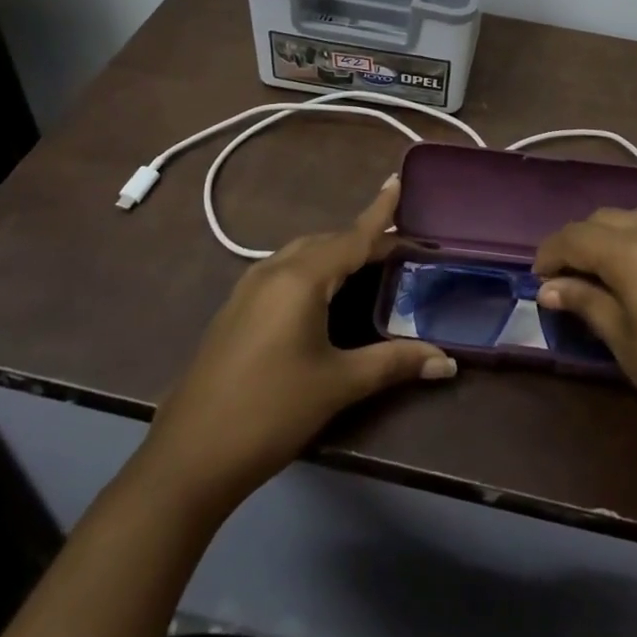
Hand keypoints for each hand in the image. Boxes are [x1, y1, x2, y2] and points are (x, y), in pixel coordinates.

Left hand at [141, 177, 455, 521]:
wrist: (188, 458)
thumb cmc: (271, 412)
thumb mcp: (338, 384)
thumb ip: (394, 363)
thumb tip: (448, 361)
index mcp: (300, 279)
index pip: (352, 237)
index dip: (380, 212)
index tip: (397, 178)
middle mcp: (272, 272)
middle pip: (327, 242)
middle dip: (363, 238)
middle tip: (399, 246)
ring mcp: (248, 290)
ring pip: (302, 255)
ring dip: (336, 253)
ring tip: (367, 263)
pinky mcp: (236, 311)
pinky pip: (283, 272)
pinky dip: (313, 270)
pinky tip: (323, 294)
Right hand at [534, 209, 636, 497]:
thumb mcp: (627, 346)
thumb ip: (588, 304)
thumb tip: (550, 288)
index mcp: (635, 253)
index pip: (577, 236)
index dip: (550, 253)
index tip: (537, 280)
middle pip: (605, 219)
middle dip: (578, 242)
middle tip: (563, 280)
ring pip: (635, 220)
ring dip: (609, 239)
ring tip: (596, 278)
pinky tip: (636, 278)